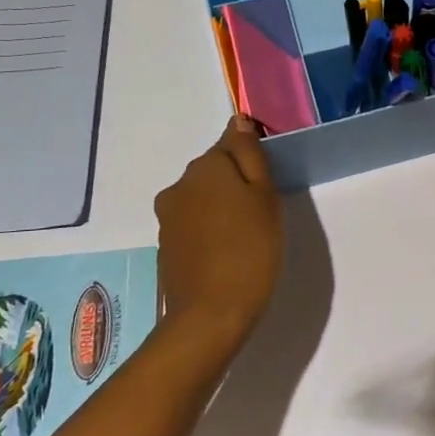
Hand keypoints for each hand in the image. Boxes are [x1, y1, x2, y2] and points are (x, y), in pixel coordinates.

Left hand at [153, 116, 282, 347]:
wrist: (210, 314)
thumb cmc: (251, 250)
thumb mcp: (265, 196)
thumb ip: (251, 155)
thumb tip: (238, 121)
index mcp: (206, 167)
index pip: (231, 142)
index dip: (253, 159)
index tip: (269, 182)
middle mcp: (180, 184)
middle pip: (215, 170)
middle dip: (237, 182)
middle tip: (264, 211)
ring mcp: (168, 215)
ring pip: (203, 196)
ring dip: (223, 206)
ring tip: (248, 234)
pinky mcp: (165, 242)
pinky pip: (193, 222)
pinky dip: (210, 228)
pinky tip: (228, 250)